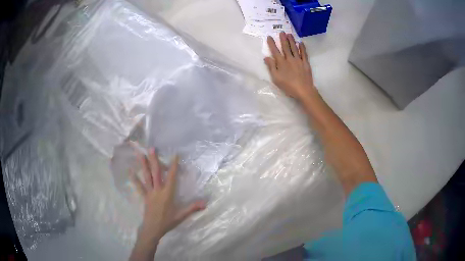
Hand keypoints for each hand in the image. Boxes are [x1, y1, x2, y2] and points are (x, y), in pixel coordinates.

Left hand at [131, 149, 205, 242]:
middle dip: (154, 160)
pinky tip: (130, 171)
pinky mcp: (144, 196)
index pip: (171, 177)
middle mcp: (157, 190)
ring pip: (146, 177)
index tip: (175, 155)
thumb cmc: (167, 222)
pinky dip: (134, 179)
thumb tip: (205, 203)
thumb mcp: (181, 216)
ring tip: (141, 154)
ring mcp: (149, 192)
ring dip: (144, 165)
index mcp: (167, 194)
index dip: (173, 166)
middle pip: (156, 173)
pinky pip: (139, 186)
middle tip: (151, 148)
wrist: (153, 229)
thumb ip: (192, 208)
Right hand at [264, 32, 316, 100]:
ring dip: (291, 40)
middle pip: (285, 47)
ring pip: (294, 48)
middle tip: (281, 32)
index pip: (275, 51)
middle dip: (283, 39)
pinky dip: (302, 47)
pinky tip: (300, 43)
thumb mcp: (276, 78)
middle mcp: (289, 59)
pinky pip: (304, 53)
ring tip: (289, 34)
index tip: (269, 37)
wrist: (303, 90)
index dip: (272, 43)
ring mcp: (298, 60)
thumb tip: (266, 57)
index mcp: (281, 63)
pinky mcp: (305, 63)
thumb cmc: (288, 86)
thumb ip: (271, 67)